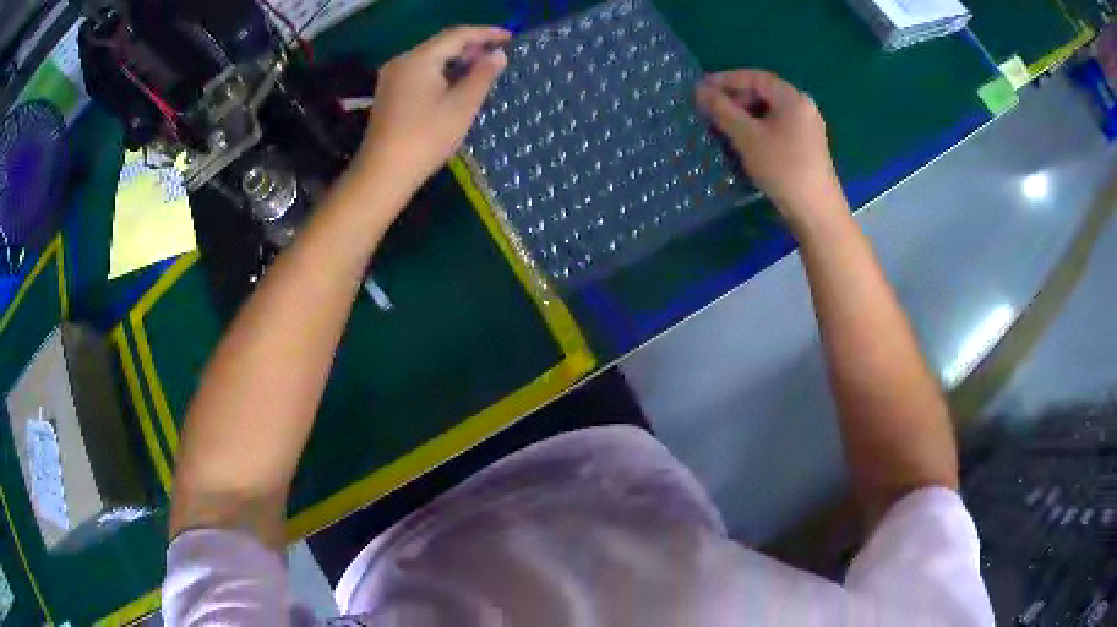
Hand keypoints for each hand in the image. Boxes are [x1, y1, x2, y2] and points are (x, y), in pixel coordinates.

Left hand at [355, 27, 509, 190]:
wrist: (383, 173)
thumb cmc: (426, 138)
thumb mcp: (462, 106)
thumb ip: (482, 76)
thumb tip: (498, 55)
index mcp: (419, 59)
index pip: (457, 35)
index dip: (485, 34)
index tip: (510, 38)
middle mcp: (402, 61)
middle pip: (441, 44)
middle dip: (471, 46)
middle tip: (498, 56)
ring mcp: (392, 77)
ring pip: (430, 58)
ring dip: (456, 60)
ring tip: (482, 70)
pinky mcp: (389, 93)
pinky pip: (420, 72)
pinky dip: (441, 72)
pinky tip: (456, 84)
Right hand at [696, 70, 845, 229]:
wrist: (816, 211)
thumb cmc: (782, 168)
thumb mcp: (747, 136)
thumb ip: (722, 110)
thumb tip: (701, 90)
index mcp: (792, 97)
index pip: (754, 77)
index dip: (725, 80)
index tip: (701, 89)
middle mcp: (803, 106)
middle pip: (764, 92)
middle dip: (735, 98)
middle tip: (711, 110)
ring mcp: (808, 127)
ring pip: (770, 111)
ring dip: (745, 114)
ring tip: (724, 127)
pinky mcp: (808, 146)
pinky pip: (778, 126)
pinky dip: (758, 127)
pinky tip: (745, 142)